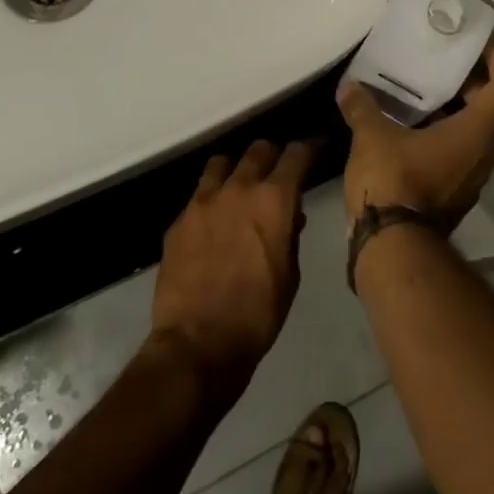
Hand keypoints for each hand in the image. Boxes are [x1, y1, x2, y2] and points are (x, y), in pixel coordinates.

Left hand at [150, 140, 314, 392]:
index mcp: (274, 199)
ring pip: (222, 163)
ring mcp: (203, 202)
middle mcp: (238, 188)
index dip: (309, 149)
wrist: (197, 344)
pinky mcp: (178, 221)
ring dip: (237, 170)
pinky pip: (199, 195)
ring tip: (240, 188)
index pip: (296, 154)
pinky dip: (212, 199)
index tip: (315, 151)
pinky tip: (215, 222)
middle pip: (259, 150)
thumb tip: (290, 215)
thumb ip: (290, 234)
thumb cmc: (258, 313)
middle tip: (278, 172)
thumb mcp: (291, 273)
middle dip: (273, 156)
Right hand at [335, 41, 493, 231]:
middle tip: (447, 62)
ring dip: (458, 110)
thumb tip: (348, 87)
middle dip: (474, 83)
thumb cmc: (393, 180)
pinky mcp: (455, 193)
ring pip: (475, 133)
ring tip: (427, 90)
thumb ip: (362, 107)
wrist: (391, 247)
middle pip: (492, 108)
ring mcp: (471, 177)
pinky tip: (414, 126)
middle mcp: (483, 153)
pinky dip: (446, 133)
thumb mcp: (372, 136)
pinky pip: (460, 152)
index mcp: (476, 132)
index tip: (485, 44)